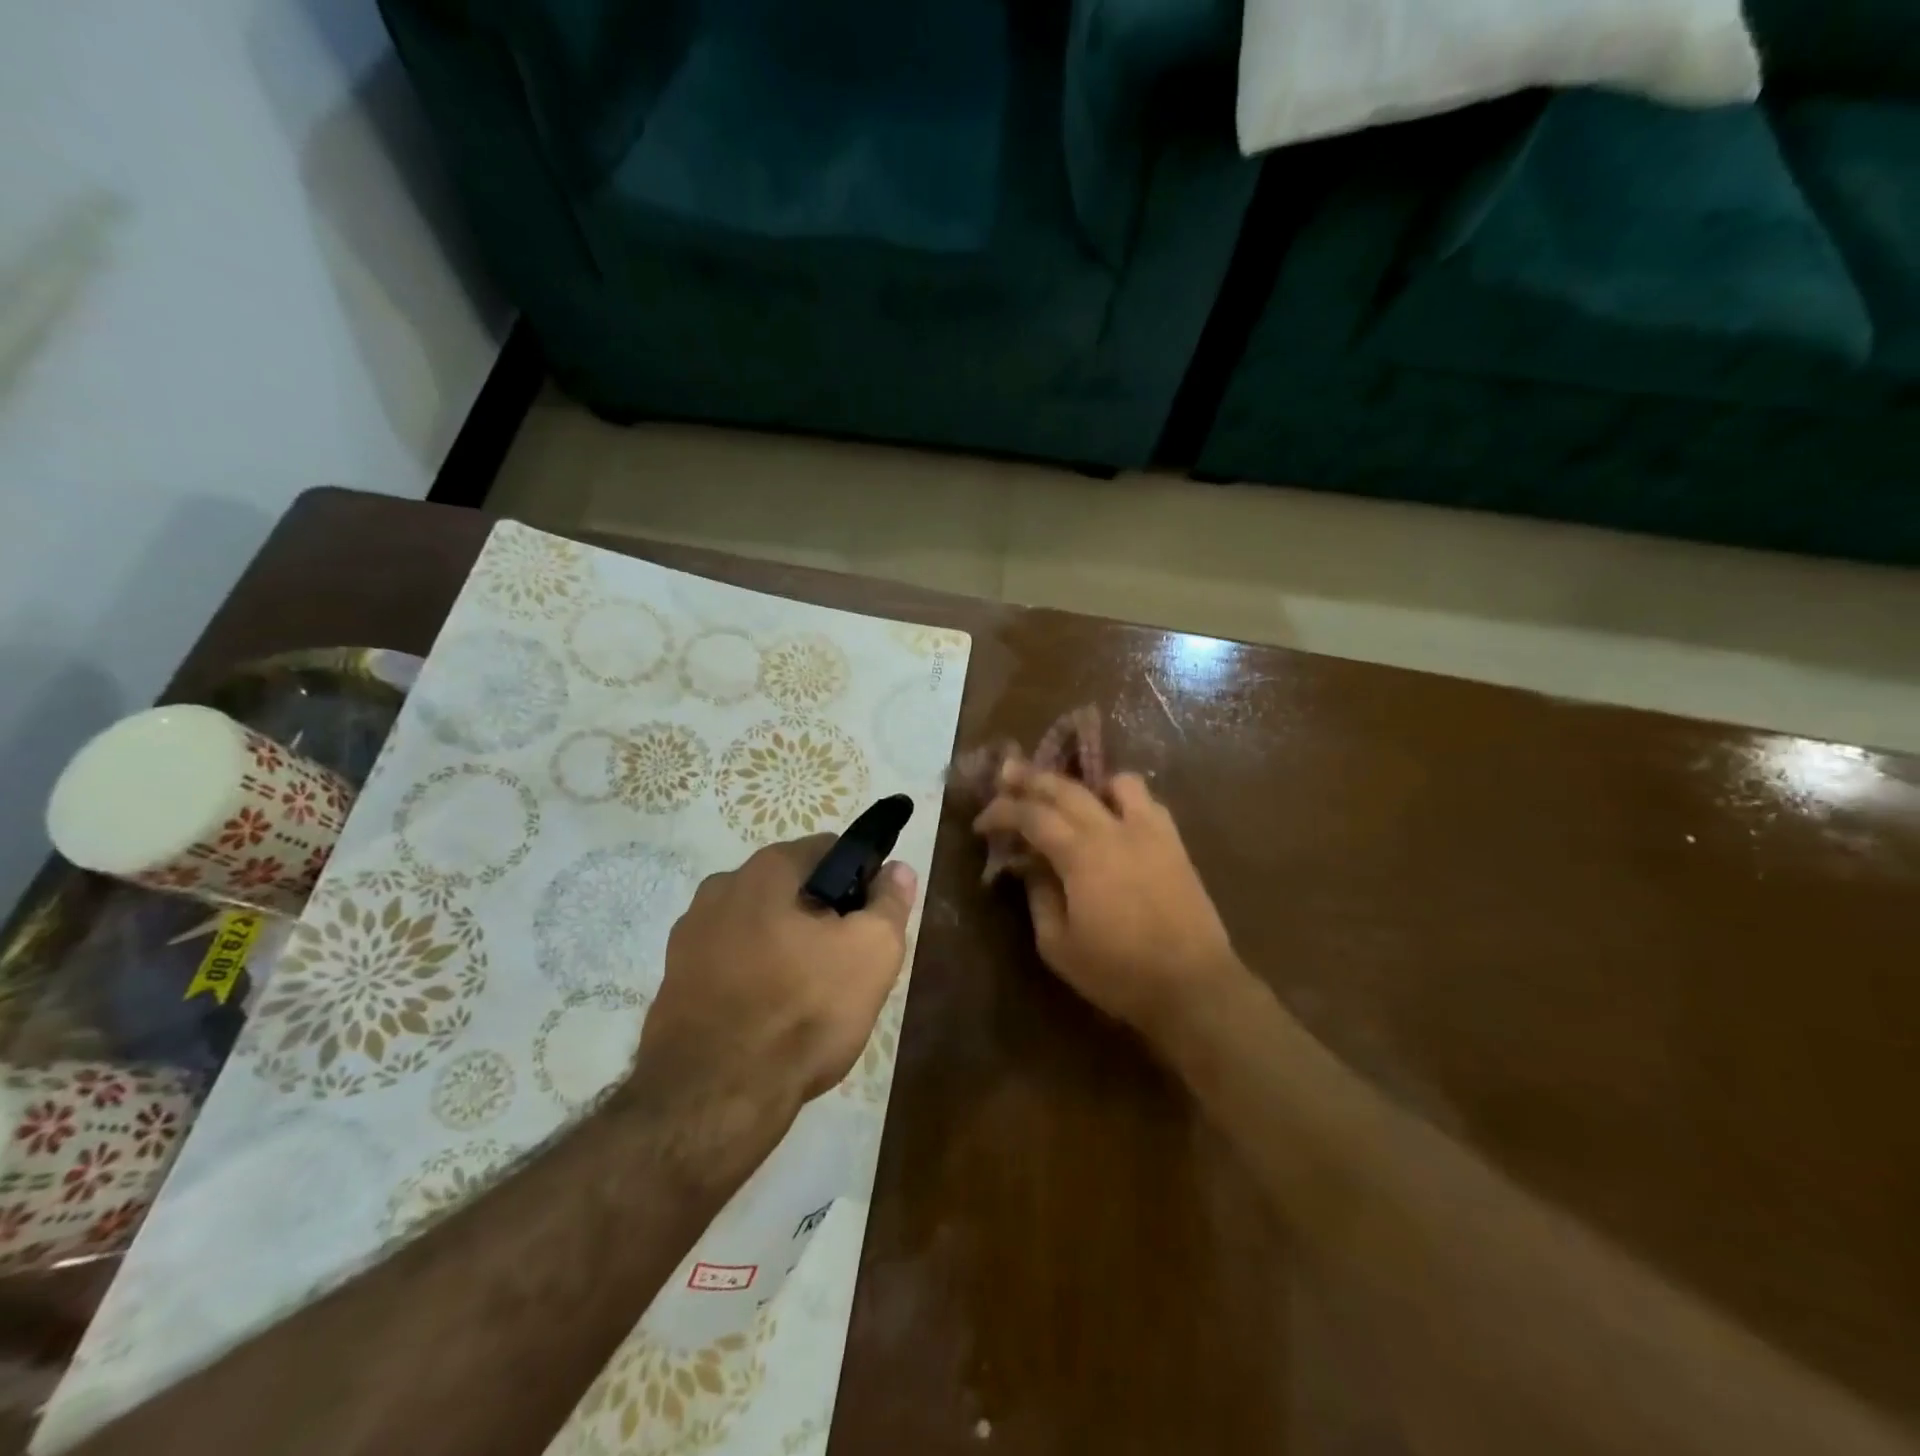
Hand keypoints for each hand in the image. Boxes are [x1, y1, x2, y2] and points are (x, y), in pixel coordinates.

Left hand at [634, 837, 916, 1159]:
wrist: (714, 1097)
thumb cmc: (804, 1009)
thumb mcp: (872, 952)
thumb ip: (890, 902)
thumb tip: (897, 869)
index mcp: (768, 869)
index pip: (830, 850)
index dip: (861, 880)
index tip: (871, 923)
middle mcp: (721, 887)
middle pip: (793, 888)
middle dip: (822, 916)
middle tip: (845, 965)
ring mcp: (690, 934)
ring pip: (760, 926)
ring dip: (786, 946)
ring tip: (807, 997)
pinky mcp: (674, 979)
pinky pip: (731, 961)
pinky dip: (753, 976)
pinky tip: (768, 1016)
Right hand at [973, 766, 1239, 1042]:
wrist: (1193, 985)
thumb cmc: (1119, 972)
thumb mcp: (1058, 946)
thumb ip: (1040, 898)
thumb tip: (1031, 867)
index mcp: (1081, 854)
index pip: (1032, 815)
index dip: (1002, 812)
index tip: (982, 823)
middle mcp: (1113, 830)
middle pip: (1067, 788)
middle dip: (1031, 778)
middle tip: (1007, 774)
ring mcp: (1150, 832)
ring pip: (1116, 783)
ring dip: (1086, 782)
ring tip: (1071, 797)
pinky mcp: (1174, 844)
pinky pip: (1148, 803)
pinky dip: (1123, 799)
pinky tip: (1115, 819)